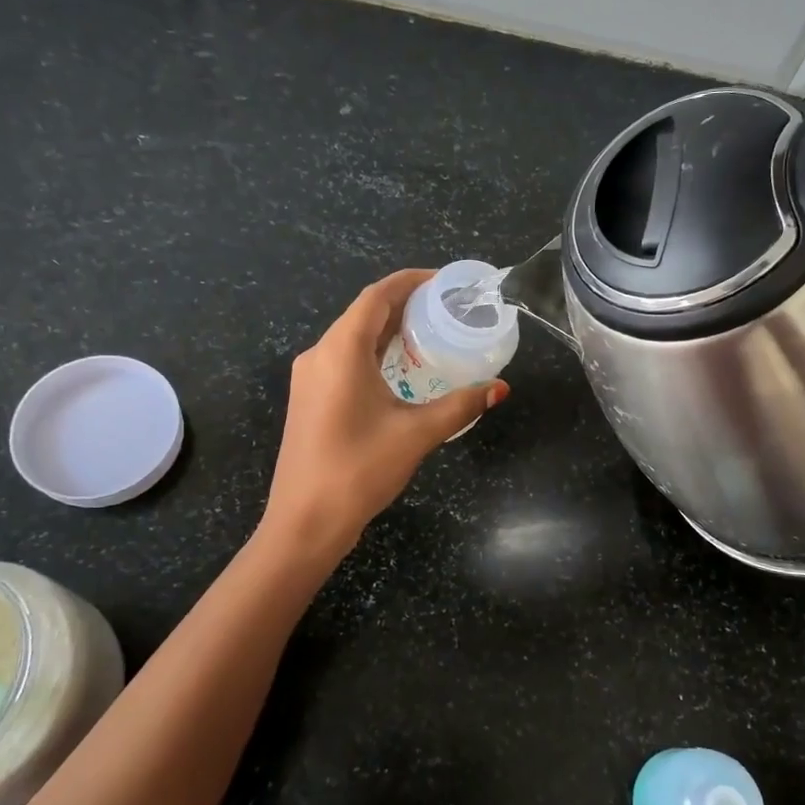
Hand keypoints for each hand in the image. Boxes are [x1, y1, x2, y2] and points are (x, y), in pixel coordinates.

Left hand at [262, 269, 508, 555]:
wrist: (304, 522)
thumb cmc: (358, 470)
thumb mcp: (417, 434)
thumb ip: (460, 405)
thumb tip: (500, 388)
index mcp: (340, 351)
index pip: (376, 296)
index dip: (410, 281)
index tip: (444, 281)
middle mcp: (319, 355)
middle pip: (364, 314)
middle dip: (404, 305)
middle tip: (447, 308)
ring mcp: (309, 378)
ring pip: (353, 338)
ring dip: (389, 330)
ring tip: (431, 333)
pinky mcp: (309, 399)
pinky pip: (344, 360)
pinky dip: (375, 353)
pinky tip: (401, 369)